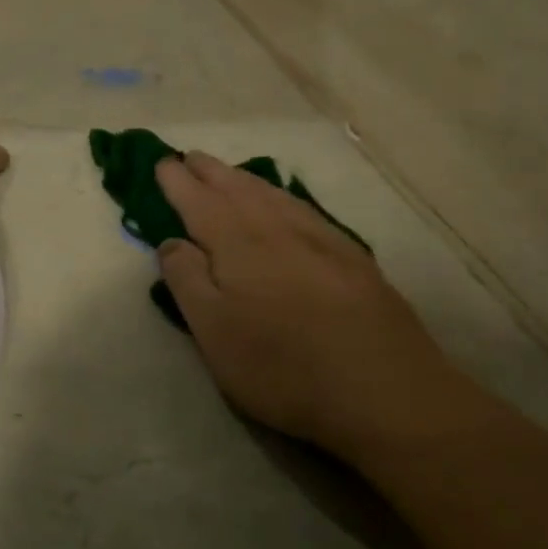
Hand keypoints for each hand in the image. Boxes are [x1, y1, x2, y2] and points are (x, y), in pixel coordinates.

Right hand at [155, 152, 482, 463]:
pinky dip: (282, 196)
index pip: (198, 200)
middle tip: (190, 158)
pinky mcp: (352, 257)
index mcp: (236, 243)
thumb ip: (187, 280)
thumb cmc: (282, 365)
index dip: (177, 181)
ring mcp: (319, 239)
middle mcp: (276, 228)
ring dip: (244, 179)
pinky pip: (304, 208)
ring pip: (272, 194)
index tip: (162, 163)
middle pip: (236, 189)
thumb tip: (172, 240)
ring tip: (228, 173)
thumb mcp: (213, 331)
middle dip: (209, 172)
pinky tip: (285, 204)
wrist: (385, 391)